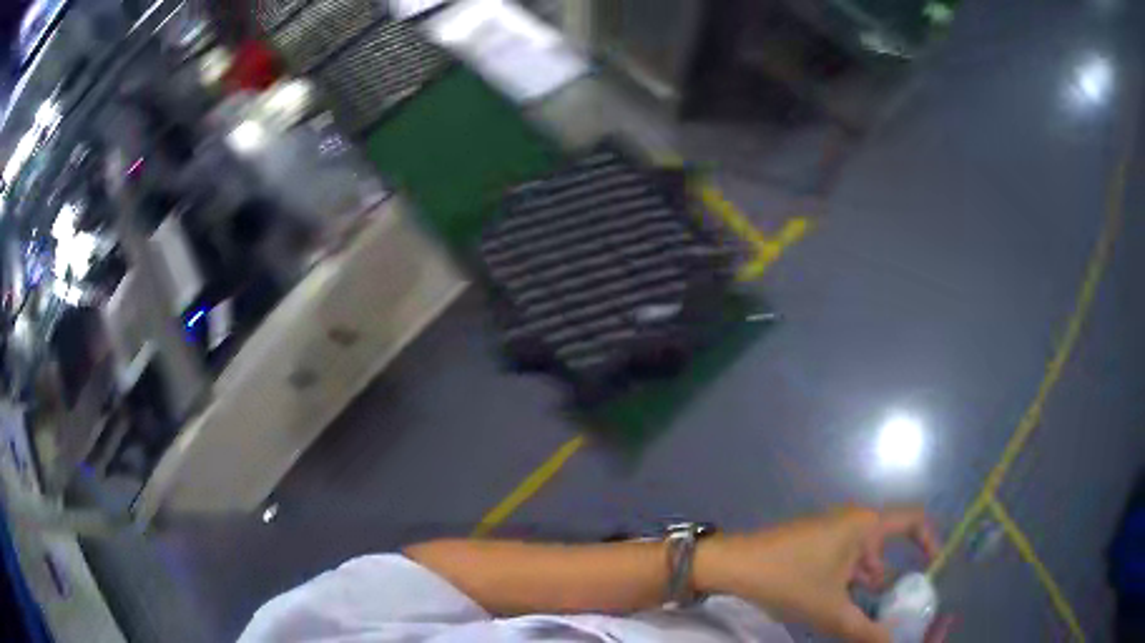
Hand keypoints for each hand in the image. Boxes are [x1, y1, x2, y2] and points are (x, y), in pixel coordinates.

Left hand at [695, 506, 941, 642]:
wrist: (732, 566)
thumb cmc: (788, 580)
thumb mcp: (830, 611)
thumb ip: (865, 631)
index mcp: (865, 525)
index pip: (913, 520)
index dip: (930, 540)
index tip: (934, 568)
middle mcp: (853, 522)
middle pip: (887, 549)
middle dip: (894, 580)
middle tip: (899, 609)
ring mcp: (832, 532)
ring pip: (863, 561)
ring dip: (869, 587)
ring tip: (871, 616)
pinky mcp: (814, 544)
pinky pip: (844, 563)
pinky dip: (850, 584)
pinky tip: (843, 610)